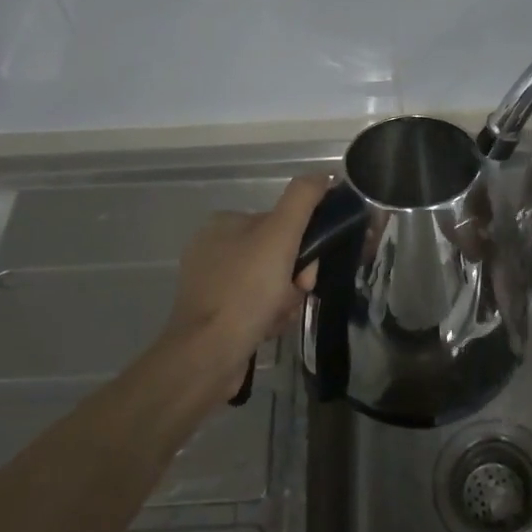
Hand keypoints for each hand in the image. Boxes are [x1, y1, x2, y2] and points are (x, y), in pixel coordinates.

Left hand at [157, 175, 326, 396]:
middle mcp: (215, 249)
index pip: (283, 224)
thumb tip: (324, 174)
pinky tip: (266, 330)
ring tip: (276, 317)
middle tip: (295, 294)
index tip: (307, 269)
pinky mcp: (216, 315)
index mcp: (225, 223)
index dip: (304, 246)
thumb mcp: (279, 234)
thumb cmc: (244, 291)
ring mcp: (214, 284)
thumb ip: (303, 199)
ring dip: (286, 301)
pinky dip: (270, 318)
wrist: (207, 357)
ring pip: (274, 283)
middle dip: (295, 278)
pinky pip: (259, 307)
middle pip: (280, 255)